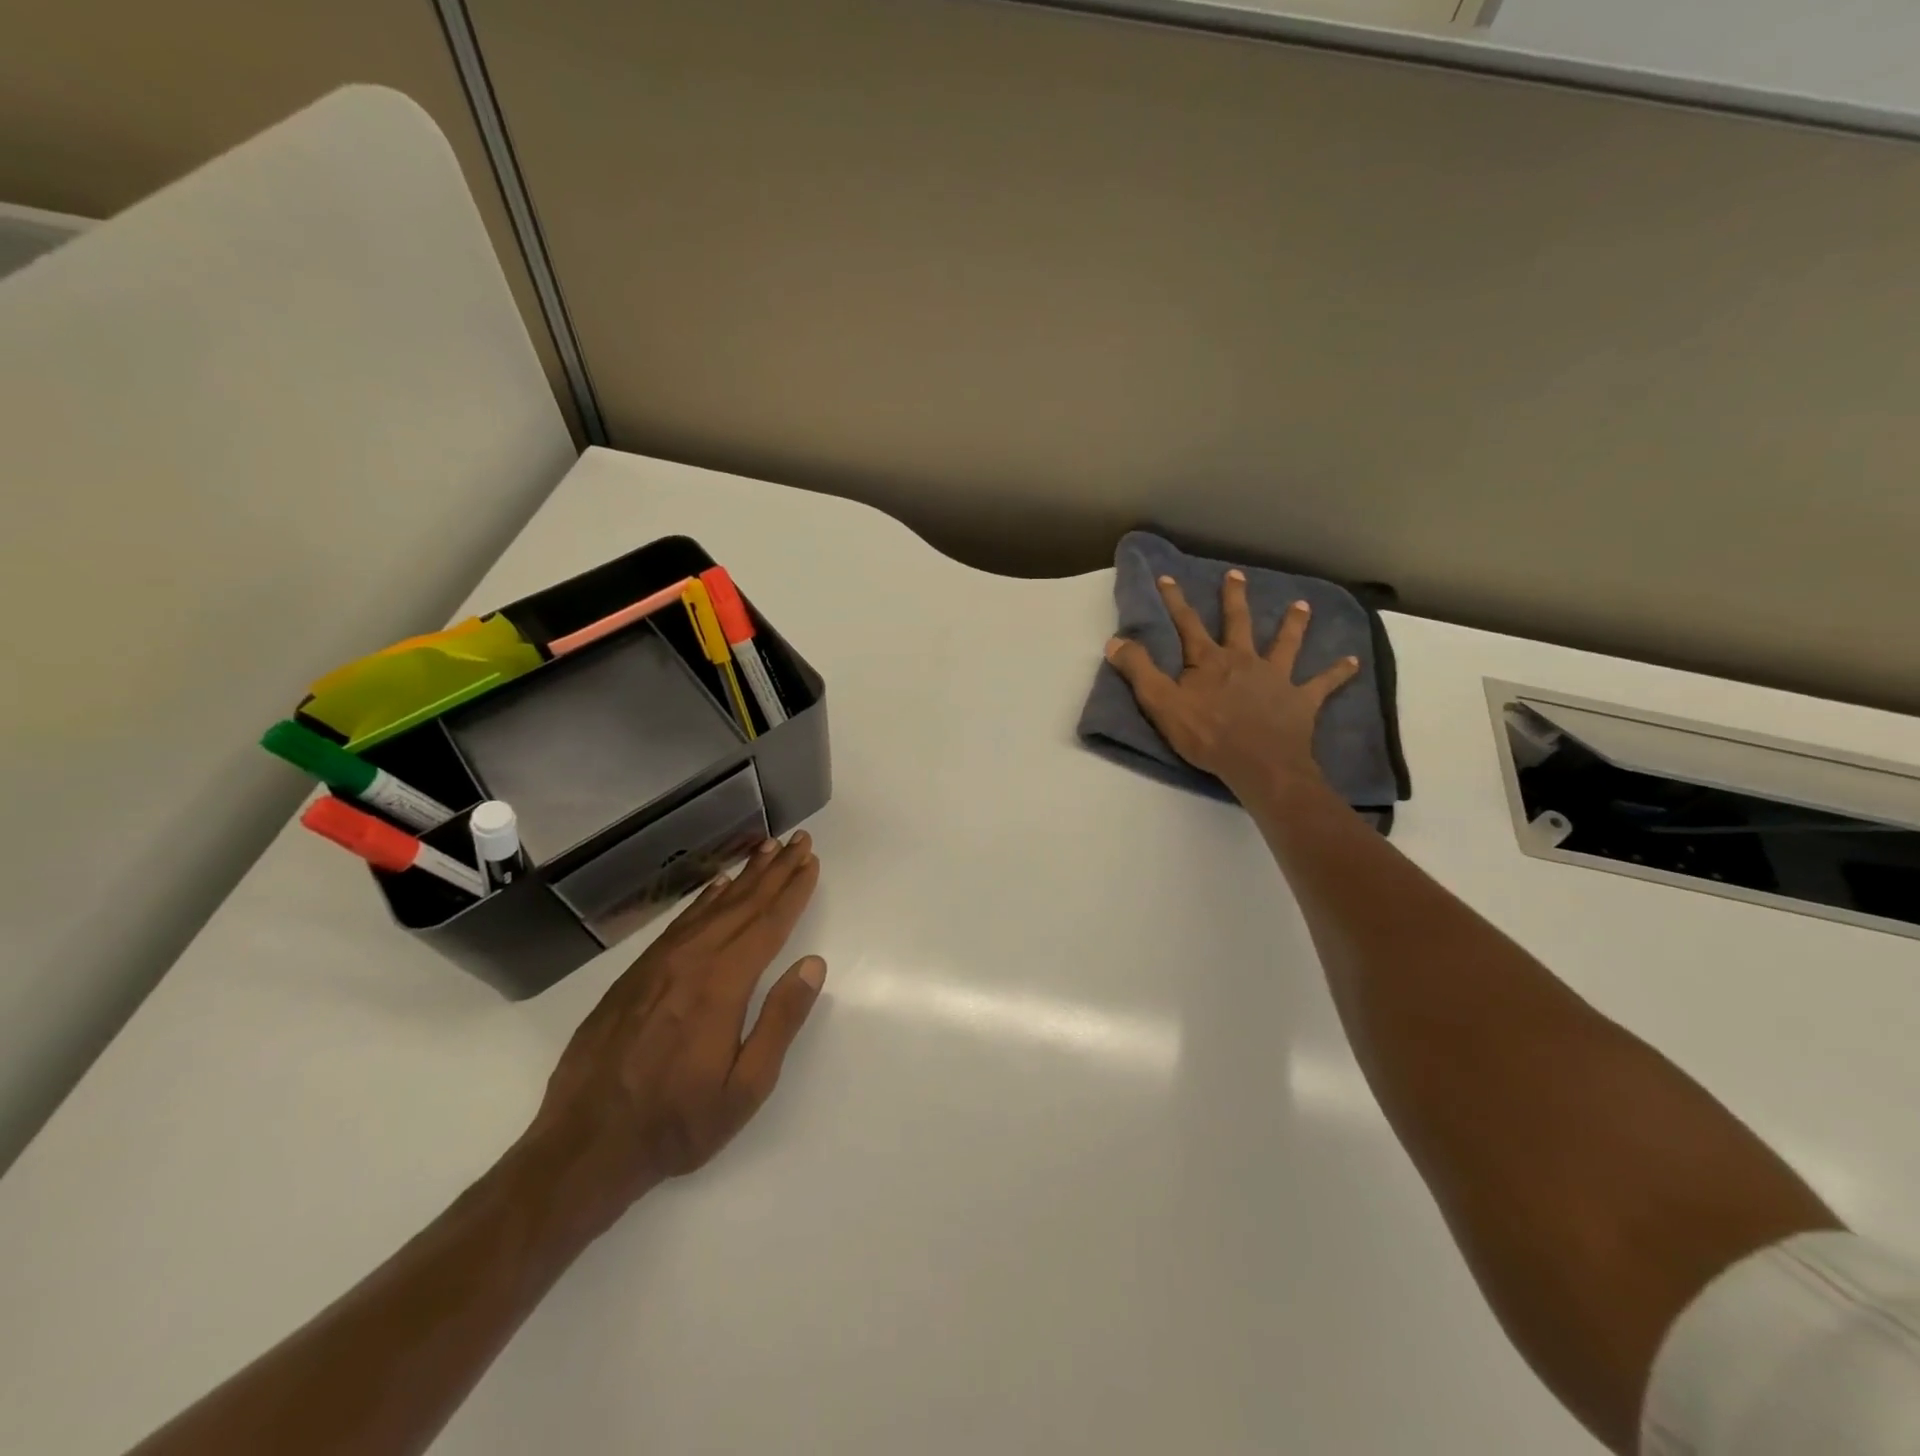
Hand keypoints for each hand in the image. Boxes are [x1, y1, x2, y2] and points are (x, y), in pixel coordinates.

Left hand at [525, 832, 825, 1224]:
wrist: (584, 1145)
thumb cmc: (677, 1124)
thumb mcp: (745, 1089)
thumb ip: (781, 1021)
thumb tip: (812, 964)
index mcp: (722, 986)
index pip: (768, 925)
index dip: (793, 891)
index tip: (810, 861)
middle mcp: (691, 962)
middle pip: (743, 905)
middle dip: (775, 870)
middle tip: (798, 840)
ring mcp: (658, 964)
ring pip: (711, 907)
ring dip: (744, 877)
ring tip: (766, 849)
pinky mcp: (635, 974)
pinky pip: (680, 922)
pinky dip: (704, 899)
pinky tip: (718, 888)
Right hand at [1105, 571, 1359, 795]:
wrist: (1259, 764)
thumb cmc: (1207, 736)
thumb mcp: (1161, 704)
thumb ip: (1139, 671)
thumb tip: (1115, 641)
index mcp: (1209, 660)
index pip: (1187, 624)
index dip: (1175, 601)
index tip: (1167, 577)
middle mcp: (1244, 660)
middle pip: (1238, 623)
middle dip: (1234, 598)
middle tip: (1236, 575)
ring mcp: (1276, 677)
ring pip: (1286, 644)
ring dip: (1293, 624)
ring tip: (1302, 605)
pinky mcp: (1301, 700)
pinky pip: (1322, 684)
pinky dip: (1337, 673)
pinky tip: (1353, 662)